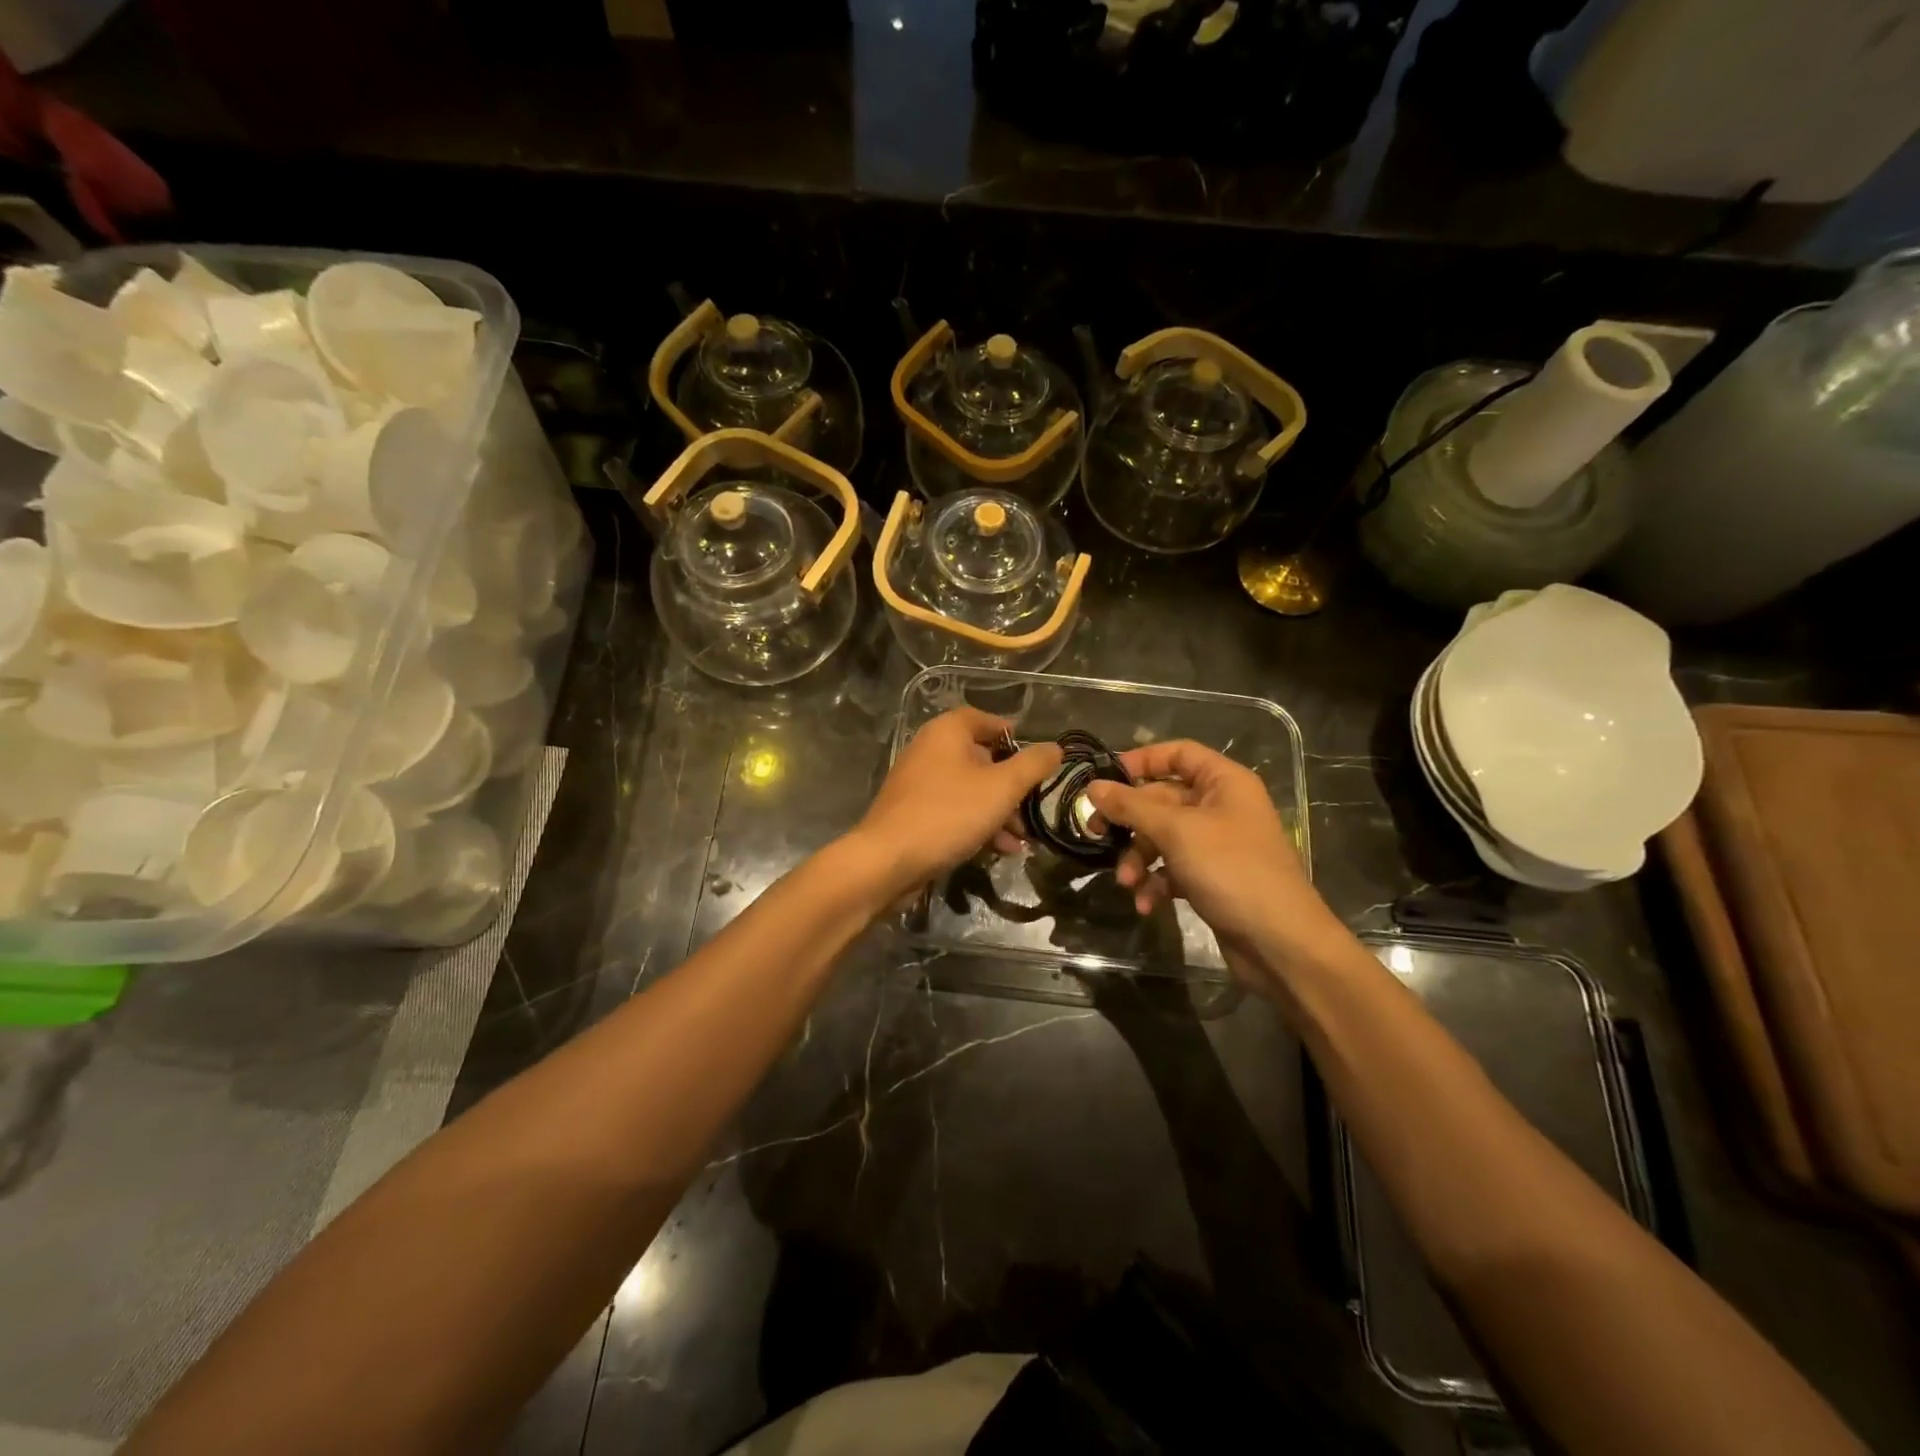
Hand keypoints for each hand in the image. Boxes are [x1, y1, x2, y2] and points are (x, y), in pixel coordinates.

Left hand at [847, 708, 1061, 902]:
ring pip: (970, 789)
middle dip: (1012, 785)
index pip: (984, 719)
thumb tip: (1056, 748)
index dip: (1012, 734)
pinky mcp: (914, 813)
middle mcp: (929, 750)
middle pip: (980, 757)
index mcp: (946, 732)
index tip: (1037, 758)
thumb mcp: (1001, 788)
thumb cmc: (948, 814)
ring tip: (1022, 840)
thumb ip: (1032, 766)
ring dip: (999, 811)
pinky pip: (954, 811)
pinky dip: (978, 824)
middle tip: (1034, 807)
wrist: (887, 861)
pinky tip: (1000, 850)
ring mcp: (918, 783)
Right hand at [1083, 740, 1343, 976]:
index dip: (1141, 761)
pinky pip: (1173, 869)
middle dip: (1130, 821)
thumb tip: (1092, 787)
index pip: (1178, 754)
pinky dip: (1156, 882)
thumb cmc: (1230, 869)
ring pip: (1163, 837)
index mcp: (1224, 782)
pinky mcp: (1211, 879)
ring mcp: (1217, 845)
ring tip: (1127, 881)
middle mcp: (1221, 807)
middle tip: (1095, 831)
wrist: (1279, 942)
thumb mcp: (1176, 831)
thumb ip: (1131, 806)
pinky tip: (1146, 904)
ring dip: (1139, 857)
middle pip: (1163, 799)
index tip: (1105, 778)